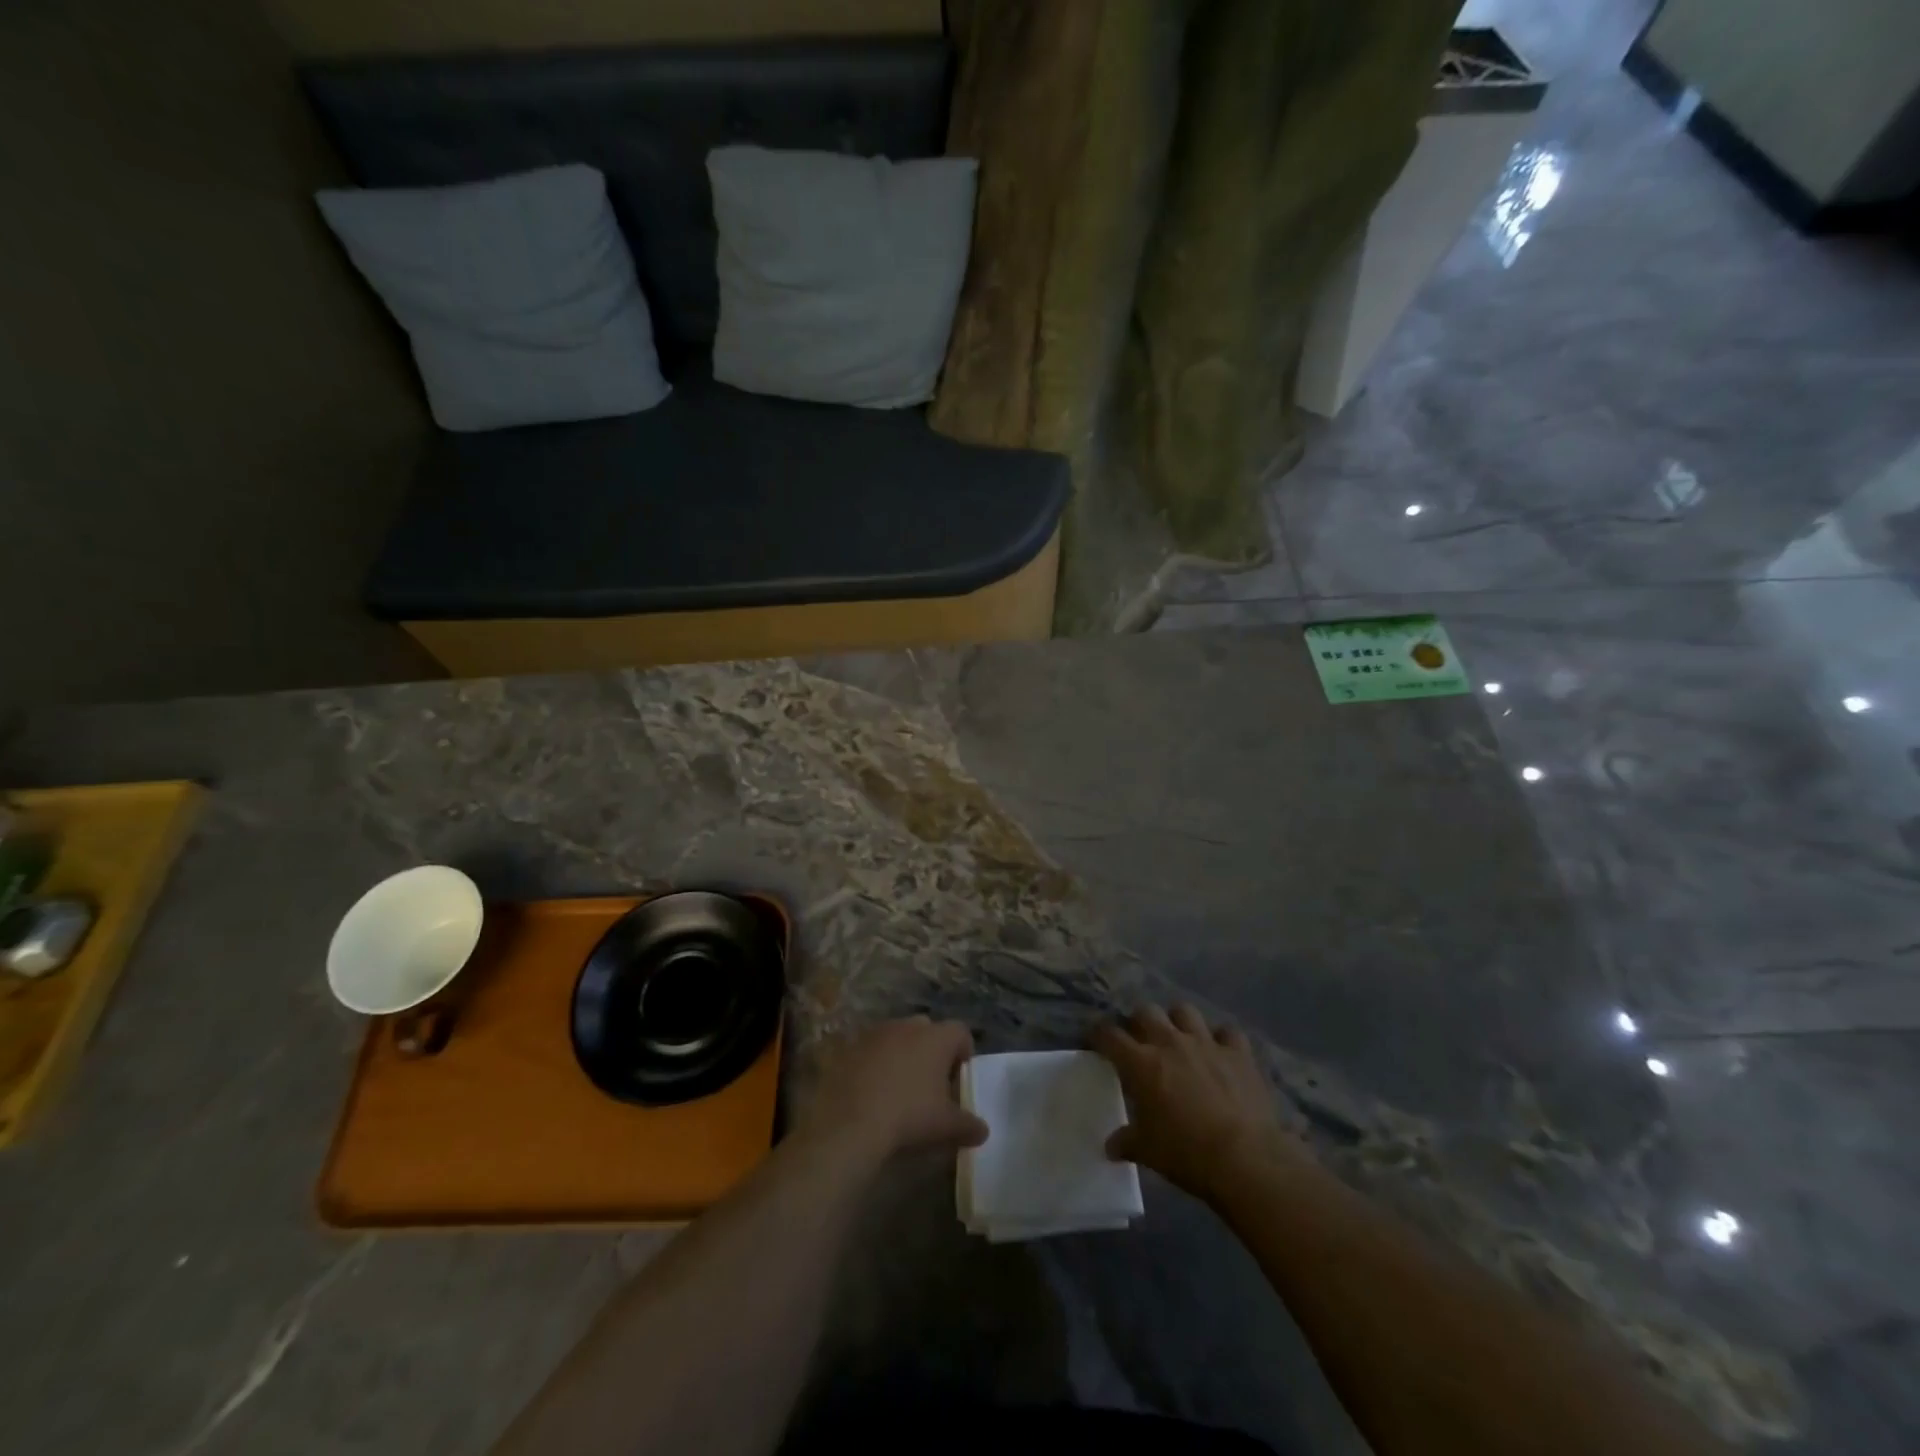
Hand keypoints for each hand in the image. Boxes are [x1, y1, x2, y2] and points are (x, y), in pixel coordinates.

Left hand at [796, 1016, 987, 1166]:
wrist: (850, 1122)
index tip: (959, 1078)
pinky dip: (876, 1063)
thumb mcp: (946, 1126)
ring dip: (902, 1055)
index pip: (961, 1032)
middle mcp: (908, 1025)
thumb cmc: (909, 1116)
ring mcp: (877, 1032)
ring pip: (898, 1037)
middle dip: (932, 1051)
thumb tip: (982, 1130)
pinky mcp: (851, 1045)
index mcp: (936, 1037)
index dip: (964, 1053)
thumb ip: (969, 1125)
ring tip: (899, 1088)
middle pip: (928, 1030)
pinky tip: (872, 1090)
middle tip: (930, 1083)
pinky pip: (871, 1049)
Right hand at [1094, 1004, 1304, 1202]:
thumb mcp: (1148, 1152)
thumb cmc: (1187, 1153)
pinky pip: (1227, 1032)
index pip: (1109, 1035)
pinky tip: (1221, 1052)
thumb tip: (1110, 1147)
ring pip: (1184, 1011)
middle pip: (1146, 1011)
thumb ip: (1126, 1142)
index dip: (1099, 1034)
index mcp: (1141, 1063)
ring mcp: (1206, 1043)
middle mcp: (1170, 1042)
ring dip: (1178, 1021)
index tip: (1097, 1040)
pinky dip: (1222, 1039)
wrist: (1245, 1159)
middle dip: (1139, 1022)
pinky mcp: (1238, 1052)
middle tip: (1141, 1040)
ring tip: (1179, 1038)